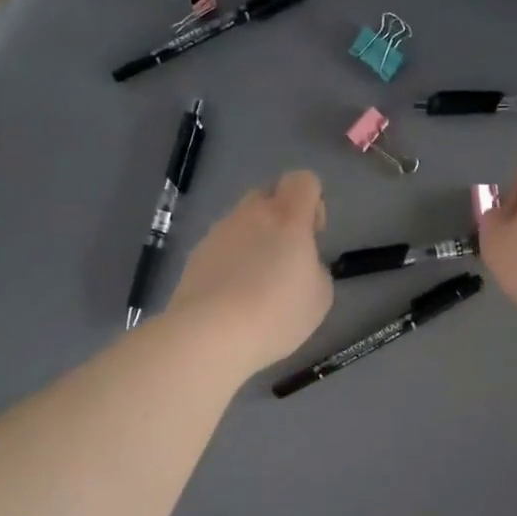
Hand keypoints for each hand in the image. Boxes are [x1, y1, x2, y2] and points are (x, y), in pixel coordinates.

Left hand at [166, 171, 333, 373]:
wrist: (209, 335)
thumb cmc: (276, 313)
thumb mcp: (320, 296)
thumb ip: (315, 267)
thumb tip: (301, 263)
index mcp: (287, 216)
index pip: (303, 180)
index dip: (312, 201)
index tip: (312, 235)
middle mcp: (250, 214)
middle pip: (268, 196)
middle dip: (280, 218)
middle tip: (285, 258)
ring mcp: (218, 232)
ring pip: (241, 221)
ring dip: (253, 240)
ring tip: (256, 284)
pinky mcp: (196, 254)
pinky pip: (221, 246)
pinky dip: (230, 262)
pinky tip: (233, 297)